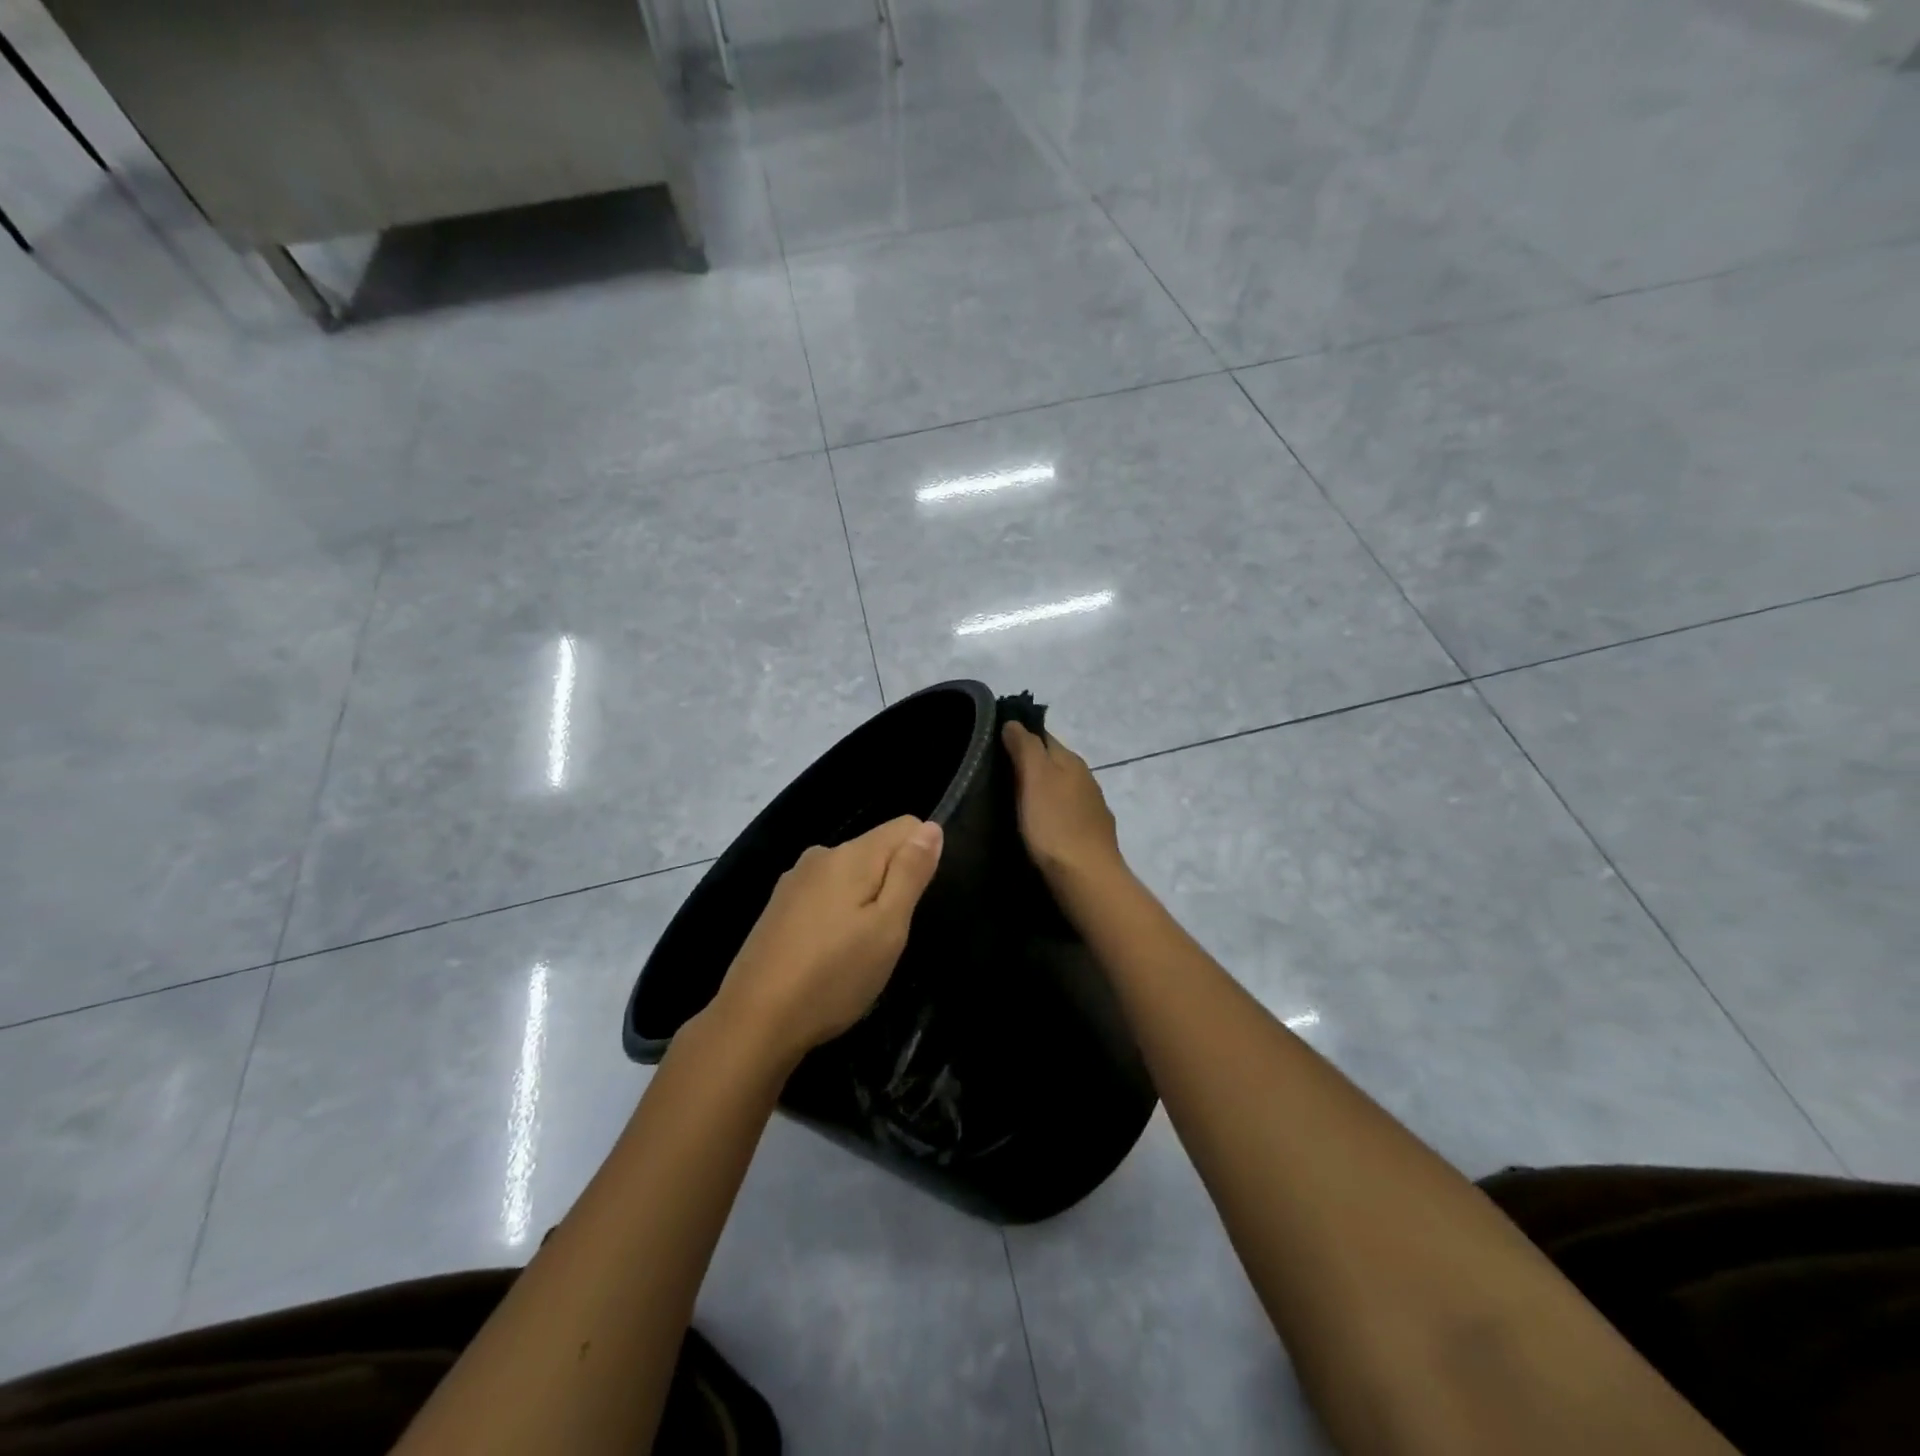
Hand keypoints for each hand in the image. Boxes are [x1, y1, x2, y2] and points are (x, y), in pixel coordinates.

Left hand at [711, 815, 943, 1067]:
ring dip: (864, 903)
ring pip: (850, 876)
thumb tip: (931, 826)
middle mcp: (821, 855)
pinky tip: (828, 955)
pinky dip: (837, 916)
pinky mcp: (778, 907)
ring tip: (857, 952)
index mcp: (850, 855)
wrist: (753, 1021)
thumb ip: (910, 873)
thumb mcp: (887, 928)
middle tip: (886, 938)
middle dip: (892, 885)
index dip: (922, 858)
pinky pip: (825, 895)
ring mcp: (794, 881)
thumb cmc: (833, 976)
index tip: (912, 904)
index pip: (906, 826)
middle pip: (876, 850)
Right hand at [1001, 721, 1126, 887]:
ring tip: (1011, 801)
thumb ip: (1025, 747)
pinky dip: (1050, 813)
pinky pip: (1064, 813)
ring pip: (1059, 789)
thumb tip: (1014, 722)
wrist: (1087, 878)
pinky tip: (1037, 825)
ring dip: (1040, 790)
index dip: (1019, 736)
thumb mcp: (1035, 778)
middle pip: (1052, 762)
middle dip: (1028, 765)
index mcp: (1071, 761)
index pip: (1043, 736)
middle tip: (995, 774)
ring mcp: (1091, 808)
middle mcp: (1086, 778)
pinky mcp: (1090, 834)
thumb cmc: (1055, 825)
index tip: (992, 744)